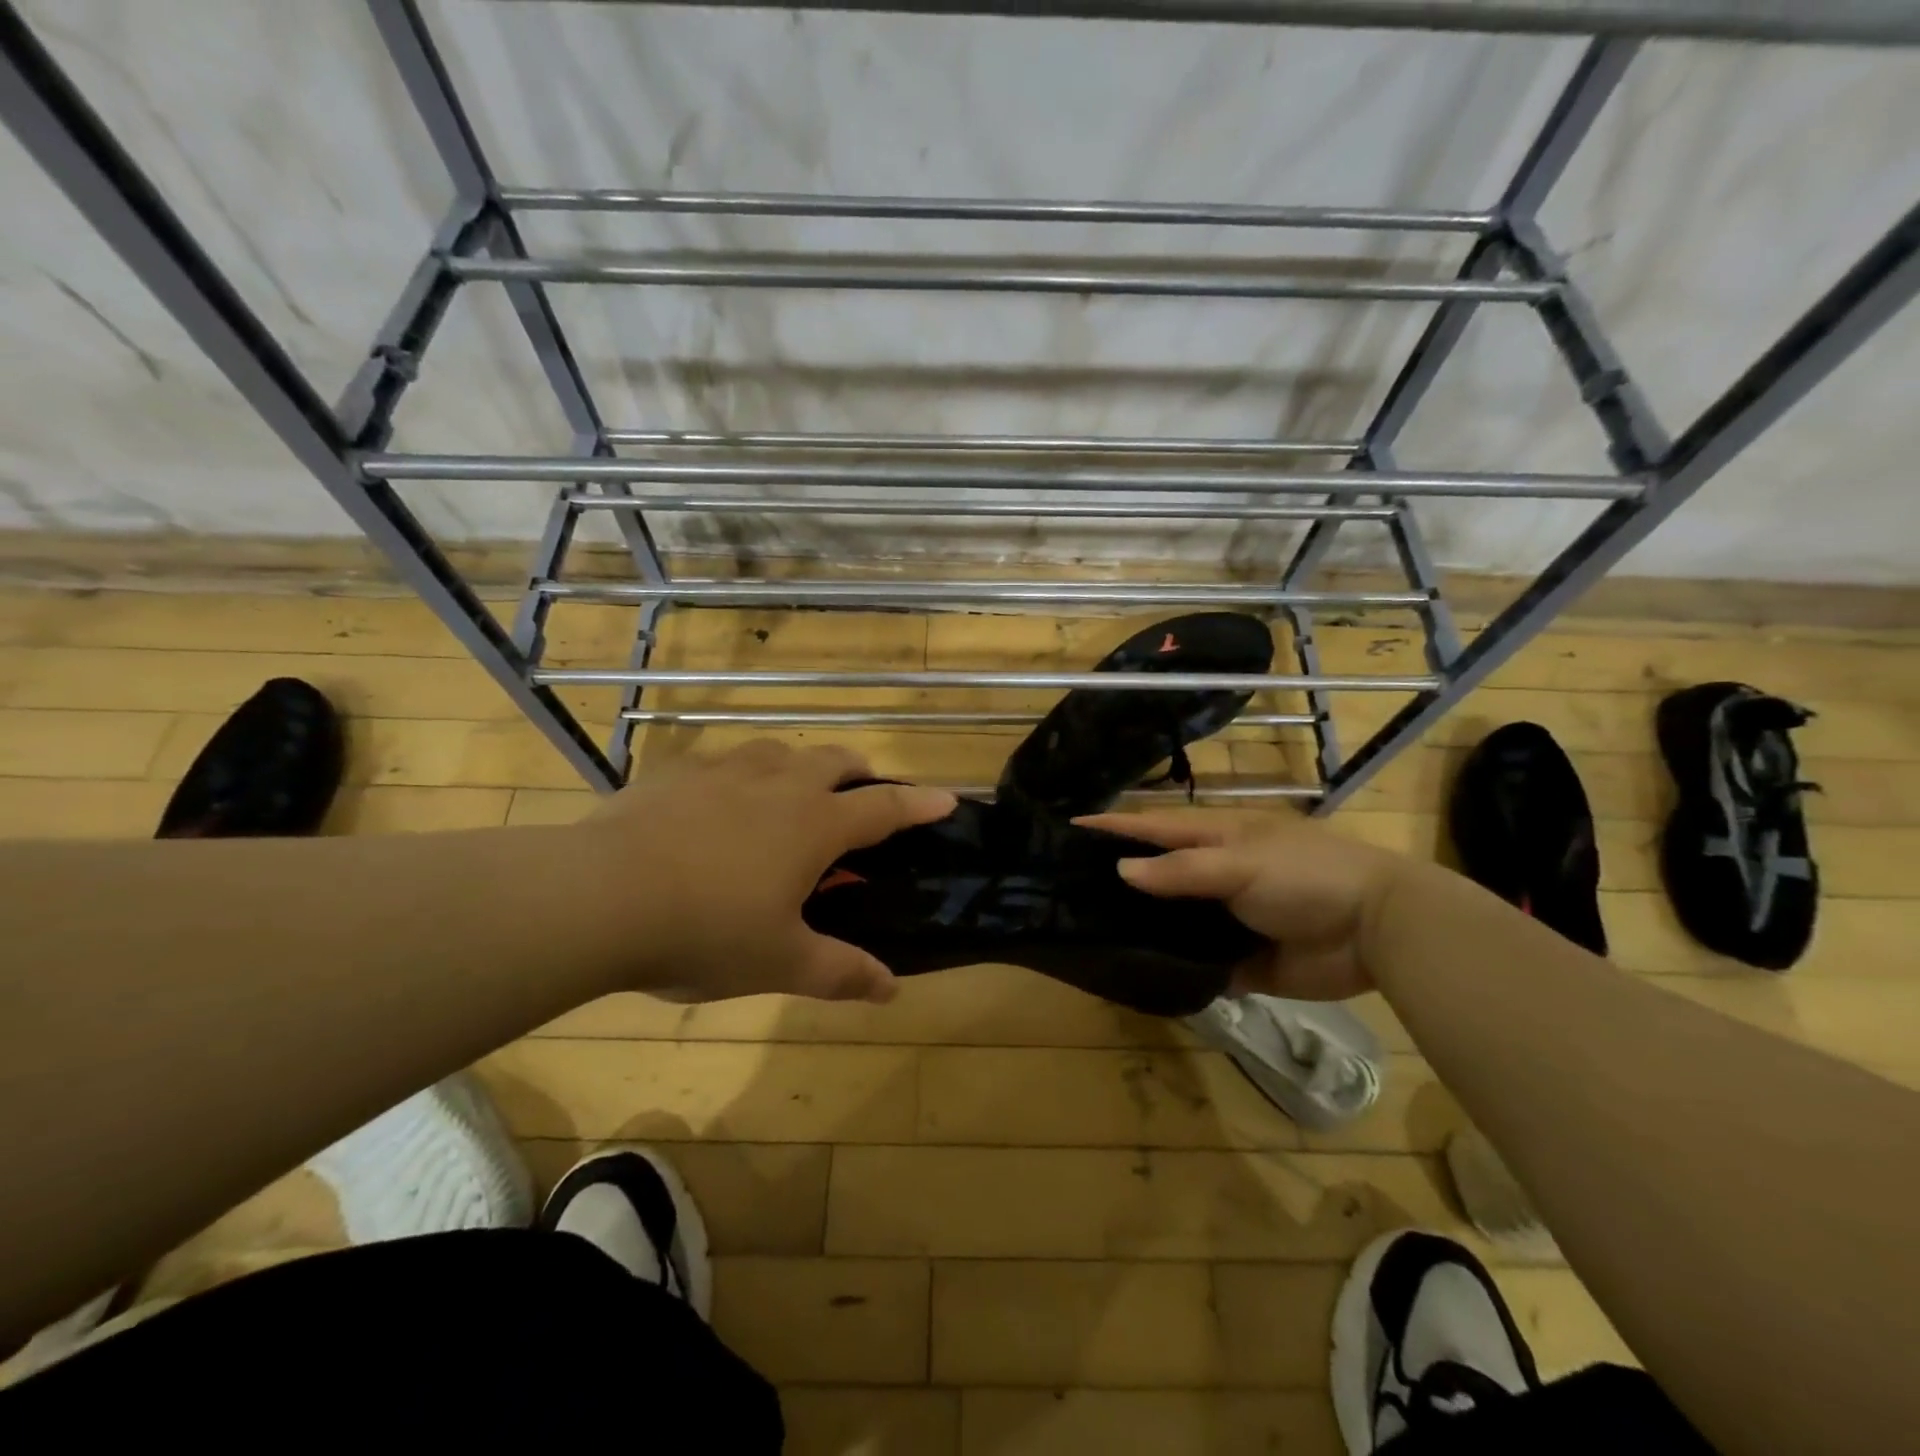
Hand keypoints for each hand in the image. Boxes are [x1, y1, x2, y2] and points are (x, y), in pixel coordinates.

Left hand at [586, 741, 956, 1003]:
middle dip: (860, 773)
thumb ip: (840, 972)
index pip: (884, 809)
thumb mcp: (779, 963)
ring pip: (779, 751)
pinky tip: (719, 802)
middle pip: (835, 761)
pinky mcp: (675, 773)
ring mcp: (724, 772)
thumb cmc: (705, 931)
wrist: (598, 897)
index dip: (919, 805)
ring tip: (793, 792)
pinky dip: (741, 775)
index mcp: (814, 825)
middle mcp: (778, 785)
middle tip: (863, 796)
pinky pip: (722, 761)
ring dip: (800, 766)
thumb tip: (891, 990)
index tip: (947, 798)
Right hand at [1076, 807, 1412, 1000]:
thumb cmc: (1308, 876)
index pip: (1152, 828)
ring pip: (1172, 922)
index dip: (1112, 827)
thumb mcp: (1242, 863)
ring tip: (1088, 937)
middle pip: (1157, 875)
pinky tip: (1139, 978)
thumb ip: (1182, 870)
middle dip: (1117, 881)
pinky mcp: (1240, 960)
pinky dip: (1173, 969)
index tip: (1066, 829)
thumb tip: (1121, 870)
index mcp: (1216, 838)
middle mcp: (1214, 875)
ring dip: (1140, 928)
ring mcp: (1226, 918)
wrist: (1379, 930)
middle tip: (1065, 892)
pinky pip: (1197, 964)